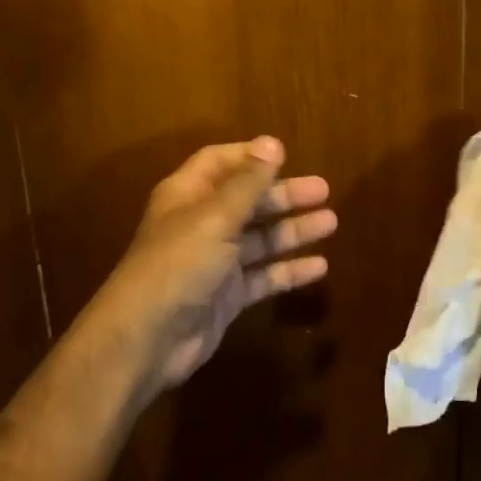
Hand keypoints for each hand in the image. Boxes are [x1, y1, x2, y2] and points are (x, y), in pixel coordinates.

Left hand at [90, 137, 335, 396]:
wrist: (148, 337)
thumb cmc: (179, 263)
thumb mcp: (215, 217)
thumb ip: (247, 183)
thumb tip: (272, 143)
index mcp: (187, 195)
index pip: (219, 163)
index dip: (250, 157)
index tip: (286, 156)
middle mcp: (200, 223)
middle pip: (246, 201)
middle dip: (283, 195)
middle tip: (324, 191)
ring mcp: (213, 262)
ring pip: (258, 239)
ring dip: (291, 231)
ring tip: (331, 223)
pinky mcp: (226, 296)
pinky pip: (262, 277)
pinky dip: (288, 270)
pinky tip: (319, 267)